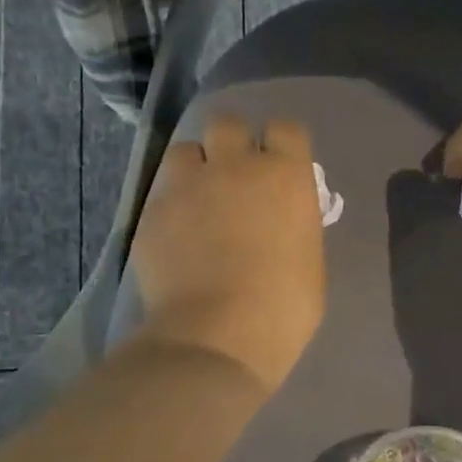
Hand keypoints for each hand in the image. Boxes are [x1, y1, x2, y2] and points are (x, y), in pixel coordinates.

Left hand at [131, 112, 325, 396]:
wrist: (217, 337)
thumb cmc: (283, 308)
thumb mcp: (309, 261)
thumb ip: (295, 224)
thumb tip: (282, 218)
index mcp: (285, 176)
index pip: (286, 129)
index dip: (281, 145)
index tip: (280, 166)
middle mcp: (235, 166)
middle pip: (228, 123)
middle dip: (231, 143)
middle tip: (234, 177)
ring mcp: (188, 185)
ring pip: (185, 150)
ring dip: (194, 167)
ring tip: (197, 200)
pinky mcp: (152, 211)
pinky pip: (162, 192)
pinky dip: (171, 205)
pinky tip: (176, 236)